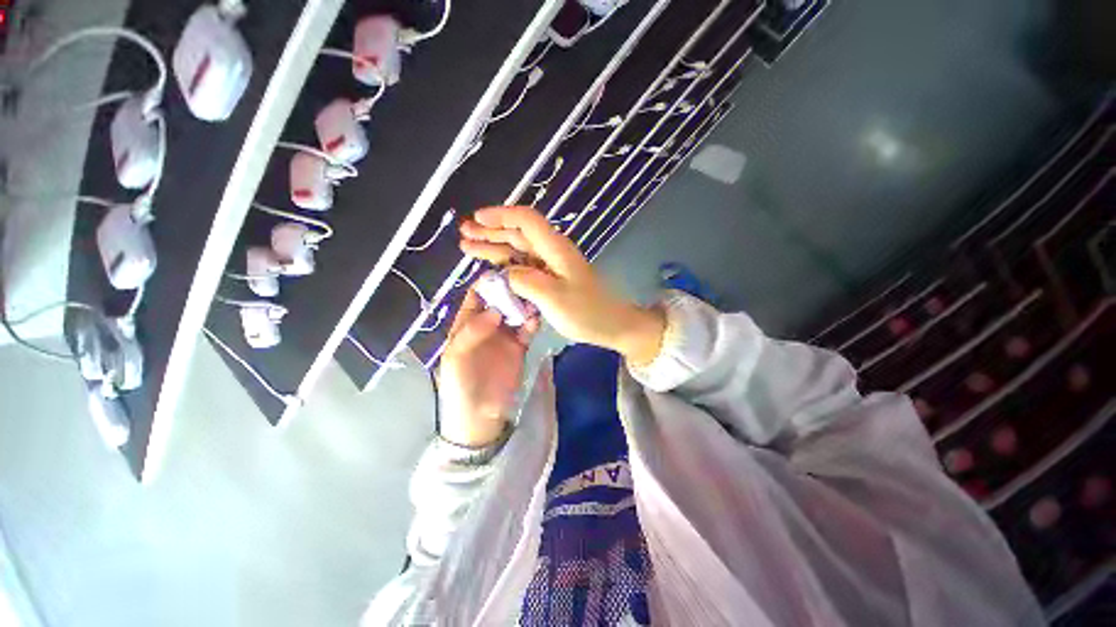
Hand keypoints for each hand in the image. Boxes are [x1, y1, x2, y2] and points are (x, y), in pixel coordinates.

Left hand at [438, 286, 538, 447]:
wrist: (480, 418)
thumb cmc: (460, 387)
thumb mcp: (455, 359)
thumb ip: (471, 332)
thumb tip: (495, 310)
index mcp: (466, 324)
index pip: (476, 297)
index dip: (487, 284)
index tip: (504, 273)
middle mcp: (486, 326)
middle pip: (499, 300)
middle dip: (511, 290)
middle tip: (525, 282)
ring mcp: (505, 336)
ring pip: (516, 312)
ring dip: (524, 304)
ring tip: (534, 298)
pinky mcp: (520, 347)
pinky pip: (527, 329)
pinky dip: (532, 322)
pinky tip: (536, 319)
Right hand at [459, 206, 664, 364]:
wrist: (612, 325)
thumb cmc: (586, 312)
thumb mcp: (554, 298)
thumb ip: (525, 281)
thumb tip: (506, 274)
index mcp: (555, 249)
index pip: (526, 220)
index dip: (500, 216)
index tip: (477, 219)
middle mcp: (552, 252)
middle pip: (518, 234)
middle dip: (490, 232)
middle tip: (464, 235)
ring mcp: (553, 266)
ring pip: (519, 250)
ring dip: (495, 248)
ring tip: (469, 248)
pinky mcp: (553, 279)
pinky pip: (525, 267)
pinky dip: (507, 266)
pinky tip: (494, 270)